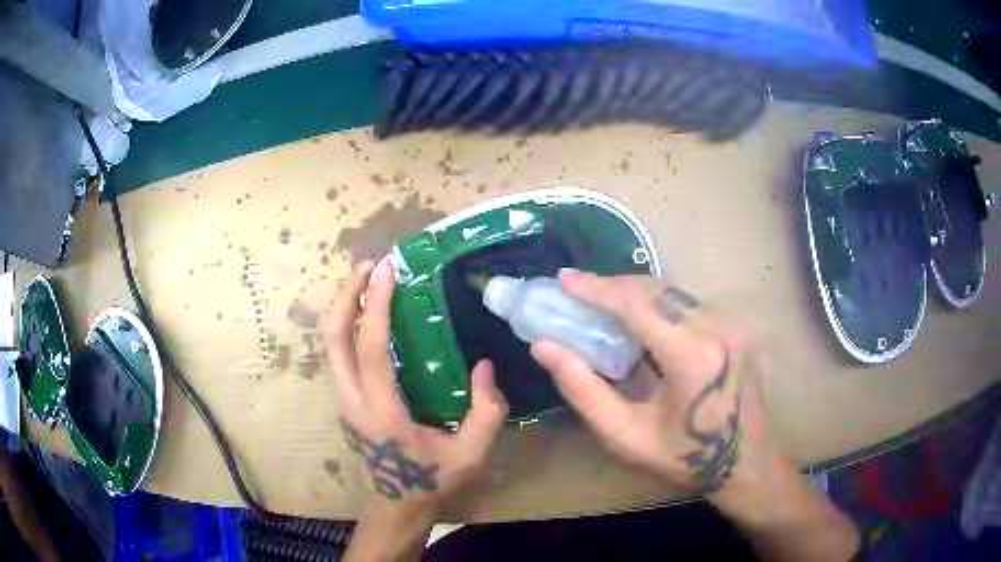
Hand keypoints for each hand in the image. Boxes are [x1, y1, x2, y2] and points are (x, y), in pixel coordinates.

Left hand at [322, 261, 508, 517]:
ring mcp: (343, 400)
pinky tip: (368, 313)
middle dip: (345, 295)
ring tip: (367, 280)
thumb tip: (485, 366)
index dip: (374, 306)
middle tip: (369, 265)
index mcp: (380, 412)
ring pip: (330, 344)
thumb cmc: (433, 481)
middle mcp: (352, 401)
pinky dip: (347, 324)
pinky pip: (338, 354)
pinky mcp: (345, 400)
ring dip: (344, 306)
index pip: (369, 349)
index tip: (386, 271)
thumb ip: (487, 412)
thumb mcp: (471, 454)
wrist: (397, 505)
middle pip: (332, 338)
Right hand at [532, 270, 860, 561]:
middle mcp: (716, 328)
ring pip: (671, 292)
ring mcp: (730, 323)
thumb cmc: (684, 457)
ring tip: (598, 303)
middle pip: (655, 290)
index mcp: (692, 357)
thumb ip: (583, 390)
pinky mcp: (734, 325)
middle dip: (612, 286)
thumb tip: (544, 347)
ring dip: (632, 293)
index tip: (564, 278)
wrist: (745, 461)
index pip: (638, 304)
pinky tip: (635, 317)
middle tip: (575, 291)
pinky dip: (655, 303)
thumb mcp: (626, 435)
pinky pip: (686, 302)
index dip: (597, 288)